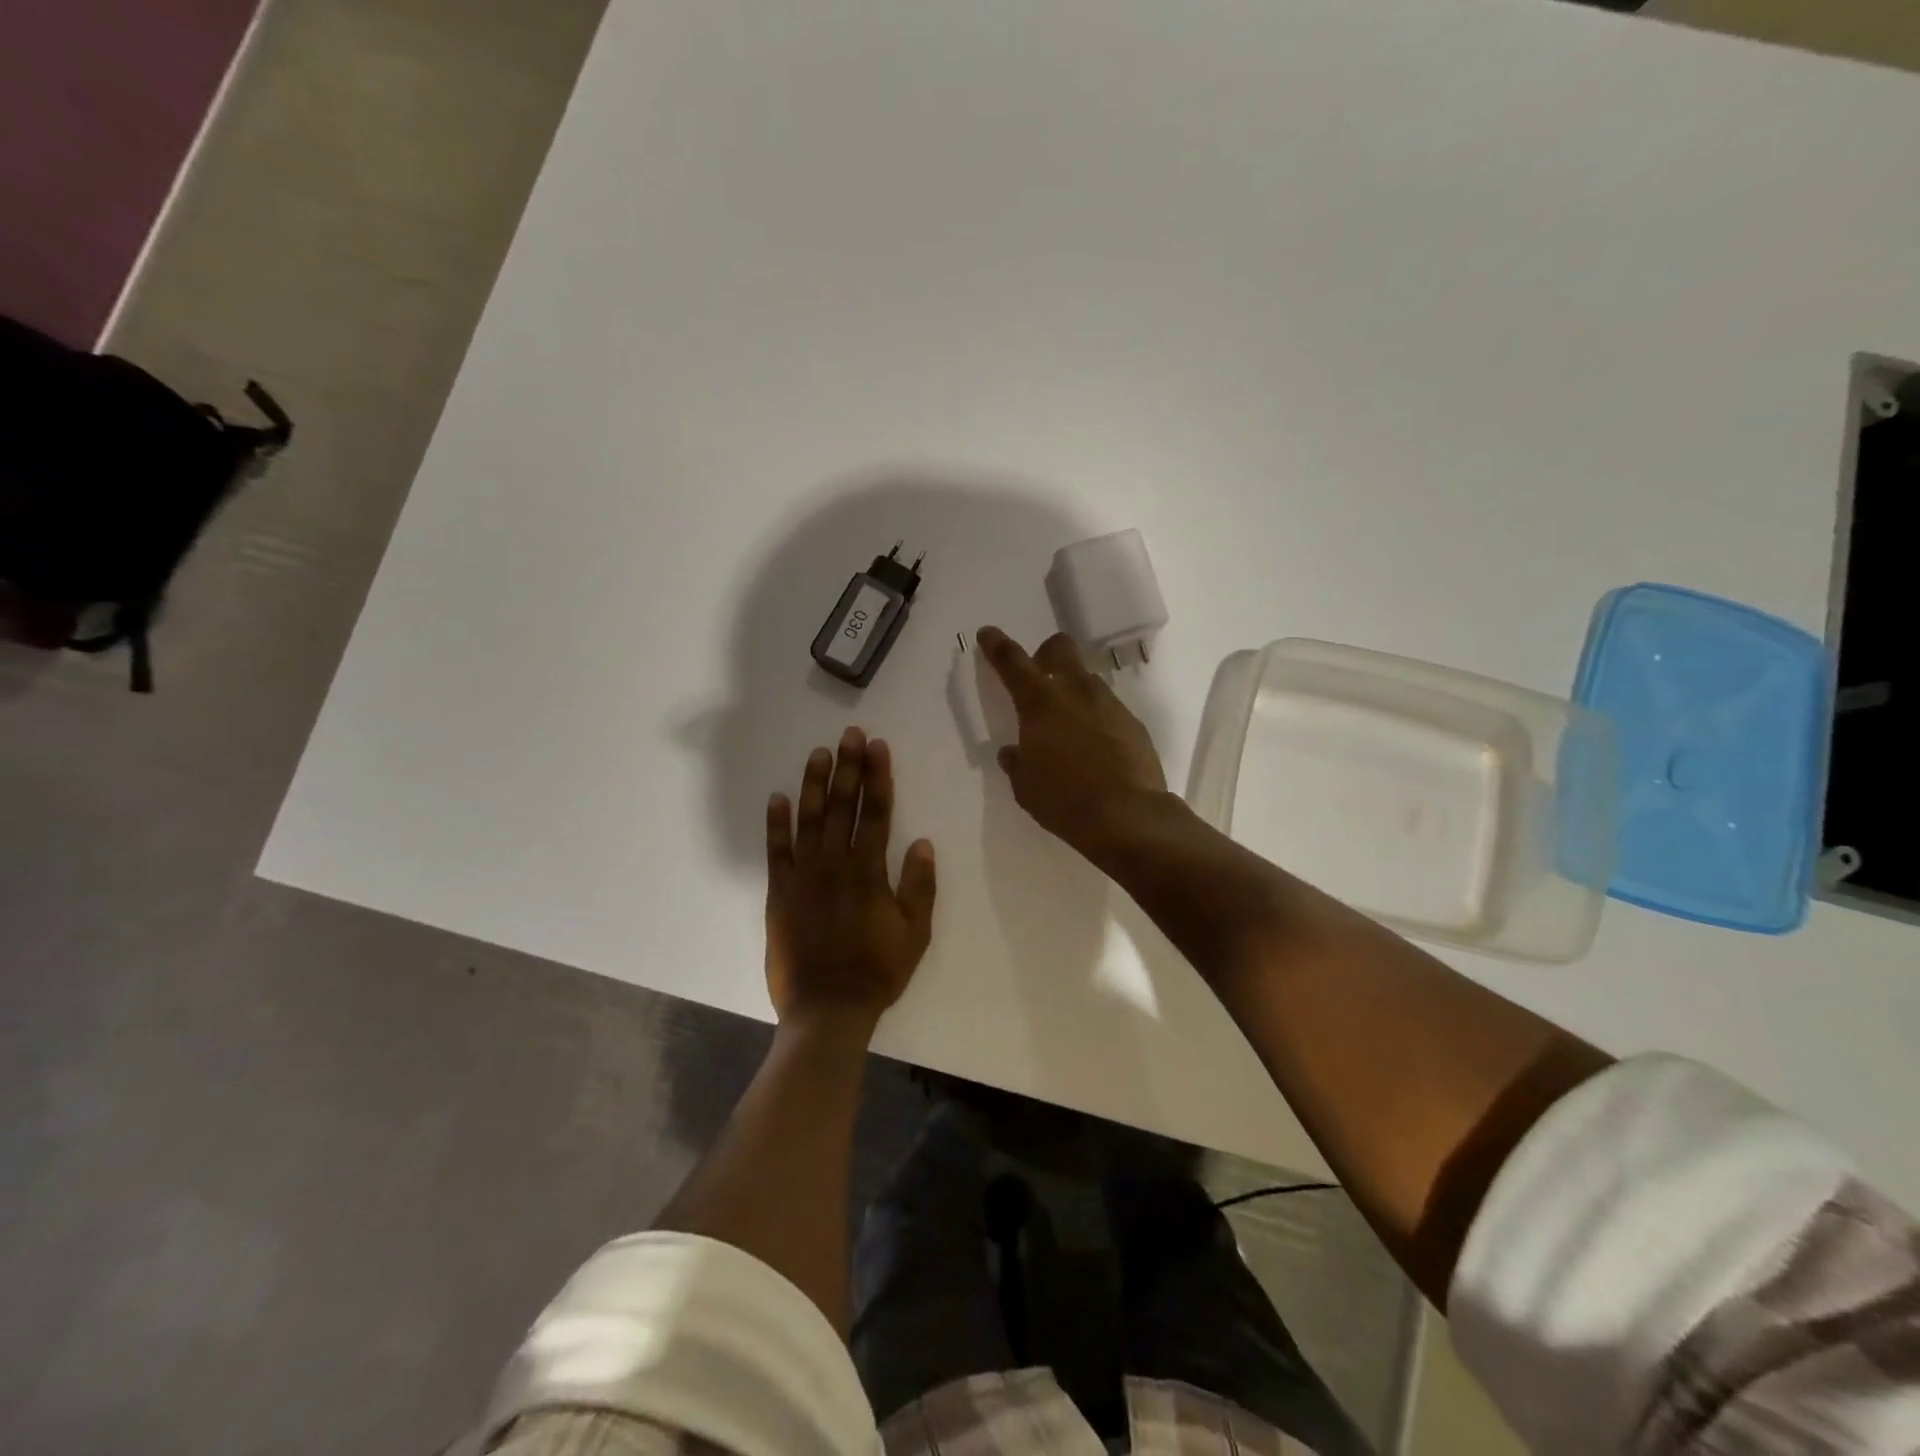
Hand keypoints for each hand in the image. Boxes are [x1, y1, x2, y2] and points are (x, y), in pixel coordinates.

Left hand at [765, 727, 936, 1030]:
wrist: (827, 1008)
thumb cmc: (878, 971)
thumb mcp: (915, 933)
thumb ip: (920, 886)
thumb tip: (922, 842)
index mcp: (869, 871)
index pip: (876, 812)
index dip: (878, 776)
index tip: (878, 747)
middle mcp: (835, 863)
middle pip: (843, 805)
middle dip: (848, 767)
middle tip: (850, 734)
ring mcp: (803, 875)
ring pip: (809, 819)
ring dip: (814, 784)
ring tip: (819, 753)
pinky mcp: (779, 891)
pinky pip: (776, 850)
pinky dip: (776, 823)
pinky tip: (778, 797)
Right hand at [977, 626, 1168, 860]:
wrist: (1126, 815)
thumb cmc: (1063, 800)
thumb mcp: (1025, 786)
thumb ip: (1017, 762)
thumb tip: (1013, 752)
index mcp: (1039, 704)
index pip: (1012, 661)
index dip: (997, 645)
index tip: (988, 634)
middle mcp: (1075, 692)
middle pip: (1060, 648)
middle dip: (1046, 654)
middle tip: (1040, 676)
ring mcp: (1109, 704)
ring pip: (1087, 680)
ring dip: (1074, 691)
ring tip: (1070, 724)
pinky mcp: (1133, 722)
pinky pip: (1109, 709)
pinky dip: (1097, 719)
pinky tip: (1097, 747)